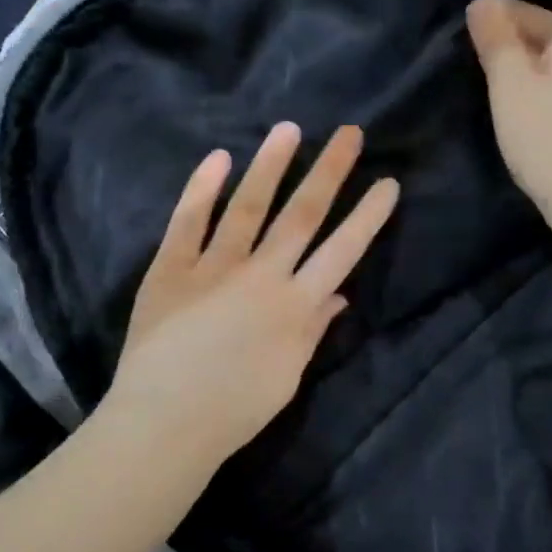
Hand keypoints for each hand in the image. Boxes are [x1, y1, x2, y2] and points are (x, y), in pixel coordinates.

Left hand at [106, 122, 399, 468]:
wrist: (165, 423)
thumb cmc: (235, 411)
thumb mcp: (287, 375)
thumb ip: (312, 330)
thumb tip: (338, 294)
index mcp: (294, 306)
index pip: (341, 251)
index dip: (367, 217)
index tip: (387, 183)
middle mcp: (261, 276)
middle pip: (301, 215)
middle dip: (329, 172)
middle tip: (348, 133)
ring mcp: (213, 268)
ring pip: (248, 207)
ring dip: (270, 166)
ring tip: (288, 129)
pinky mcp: (171, 270)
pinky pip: (187, 223)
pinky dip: (202, 189)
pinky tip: (218, 158)